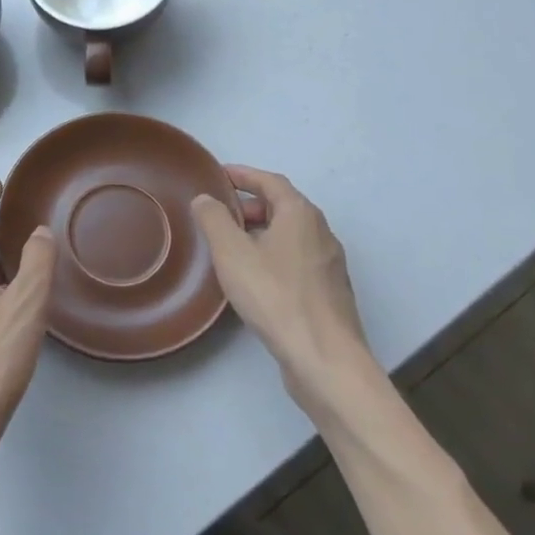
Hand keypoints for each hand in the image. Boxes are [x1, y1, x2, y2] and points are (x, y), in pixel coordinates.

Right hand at [192, 166, 371, 385]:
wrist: (325, 359)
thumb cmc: (276, 296)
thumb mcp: (232, 252)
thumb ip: (214, 219)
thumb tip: (205, 199)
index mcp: (301, 214)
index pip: (271, 181)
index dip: (244, 175)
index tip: (220, 175)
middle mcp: (321, 232)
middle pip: (283, 207)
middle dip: (251, 206)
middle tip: (221, 215)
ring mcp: (329, 265)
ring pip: (291, 236)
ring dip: (262, 233)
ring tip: (232, 247)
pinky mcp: (330, 293)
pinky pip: (297, 260)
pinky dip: (274, 256)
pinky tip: (256, 279)